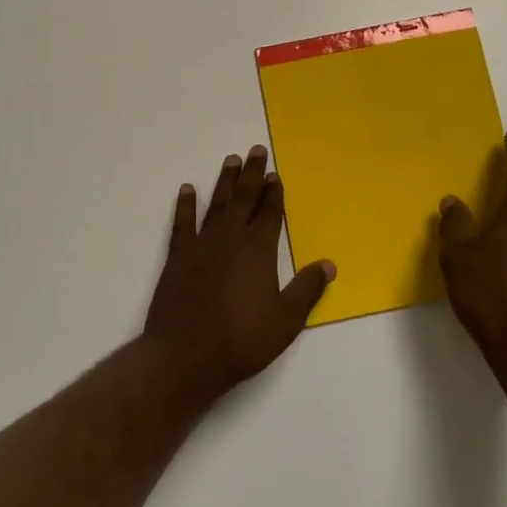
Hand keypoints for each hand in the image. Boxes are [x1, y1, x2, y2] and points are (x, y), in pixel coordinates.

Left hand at [142, 146, 334, 396]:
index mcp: (258, 250)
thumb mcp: (286, 320)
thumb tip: (329, 264)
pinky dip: (185, 205)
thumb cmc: (241, 340)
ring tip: (230, 160)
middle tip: (255, 150)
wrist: (185, 356)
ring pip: (216, 204)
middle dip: (251, 174)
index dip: (273, 193)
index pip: (269, 213)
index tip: (275, 174)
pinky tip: (187, 190)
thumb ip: (307, 289)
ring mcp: (201, 246)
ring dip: (225, 182)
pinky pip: (182, 224)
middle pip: (243, 199)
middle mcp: (230, 239)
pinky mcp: (177, 258)